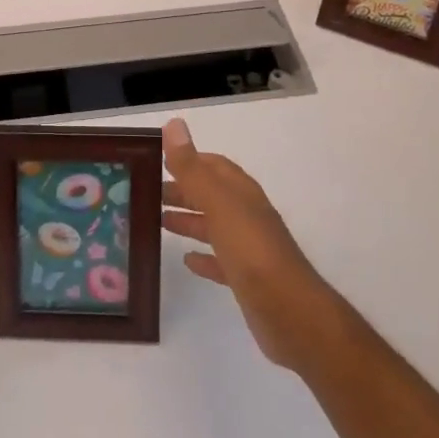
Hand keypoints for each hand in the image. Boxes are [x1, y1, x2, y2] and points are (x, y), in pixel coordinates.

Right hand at [162, 118, 337, 368]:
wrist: (290, 312)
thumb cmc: (252, 251)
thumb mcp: (218, 204)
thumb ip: (193, 168)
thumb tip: (174, 125)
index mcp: (241, 193)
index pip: (214, 166)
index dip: (188, 160)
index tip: (158, 161)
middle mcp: (246, 215)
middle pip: (211, 195)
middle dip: (183, 190)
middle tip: (148, 192)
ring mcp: (248, 248)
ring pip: (213, 226)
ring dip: (189, 220)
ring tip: (158, 220)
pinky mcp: (247, 279)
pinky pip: (220, 260)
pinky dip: (203, 256)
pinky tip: (187, 260)